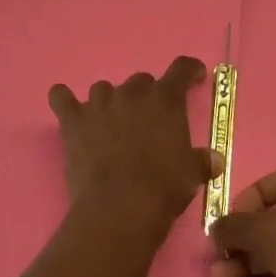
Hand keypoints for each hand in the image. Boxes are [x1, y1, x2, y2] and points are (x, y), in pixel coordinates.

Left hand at [48, 57, 218, 228]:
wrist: (121, 207)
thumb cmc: (164, 187)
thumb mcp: (193, 174)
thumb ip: (203, 161)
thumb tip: (214, 160)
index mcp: (166, 99)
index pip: (182, 69)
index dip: (190, 71)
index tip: (194, 78)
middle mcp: (132, 93)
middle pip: (141, 81)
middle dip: (146, 97)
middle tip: (148, 121)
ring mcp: (99, 104)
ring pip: (103, 88)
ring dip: (110, 101)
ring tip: (111, 123)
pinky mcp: (73, 121)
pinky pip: (61, 97)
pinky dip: (63, 100)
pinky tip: (66, 106)